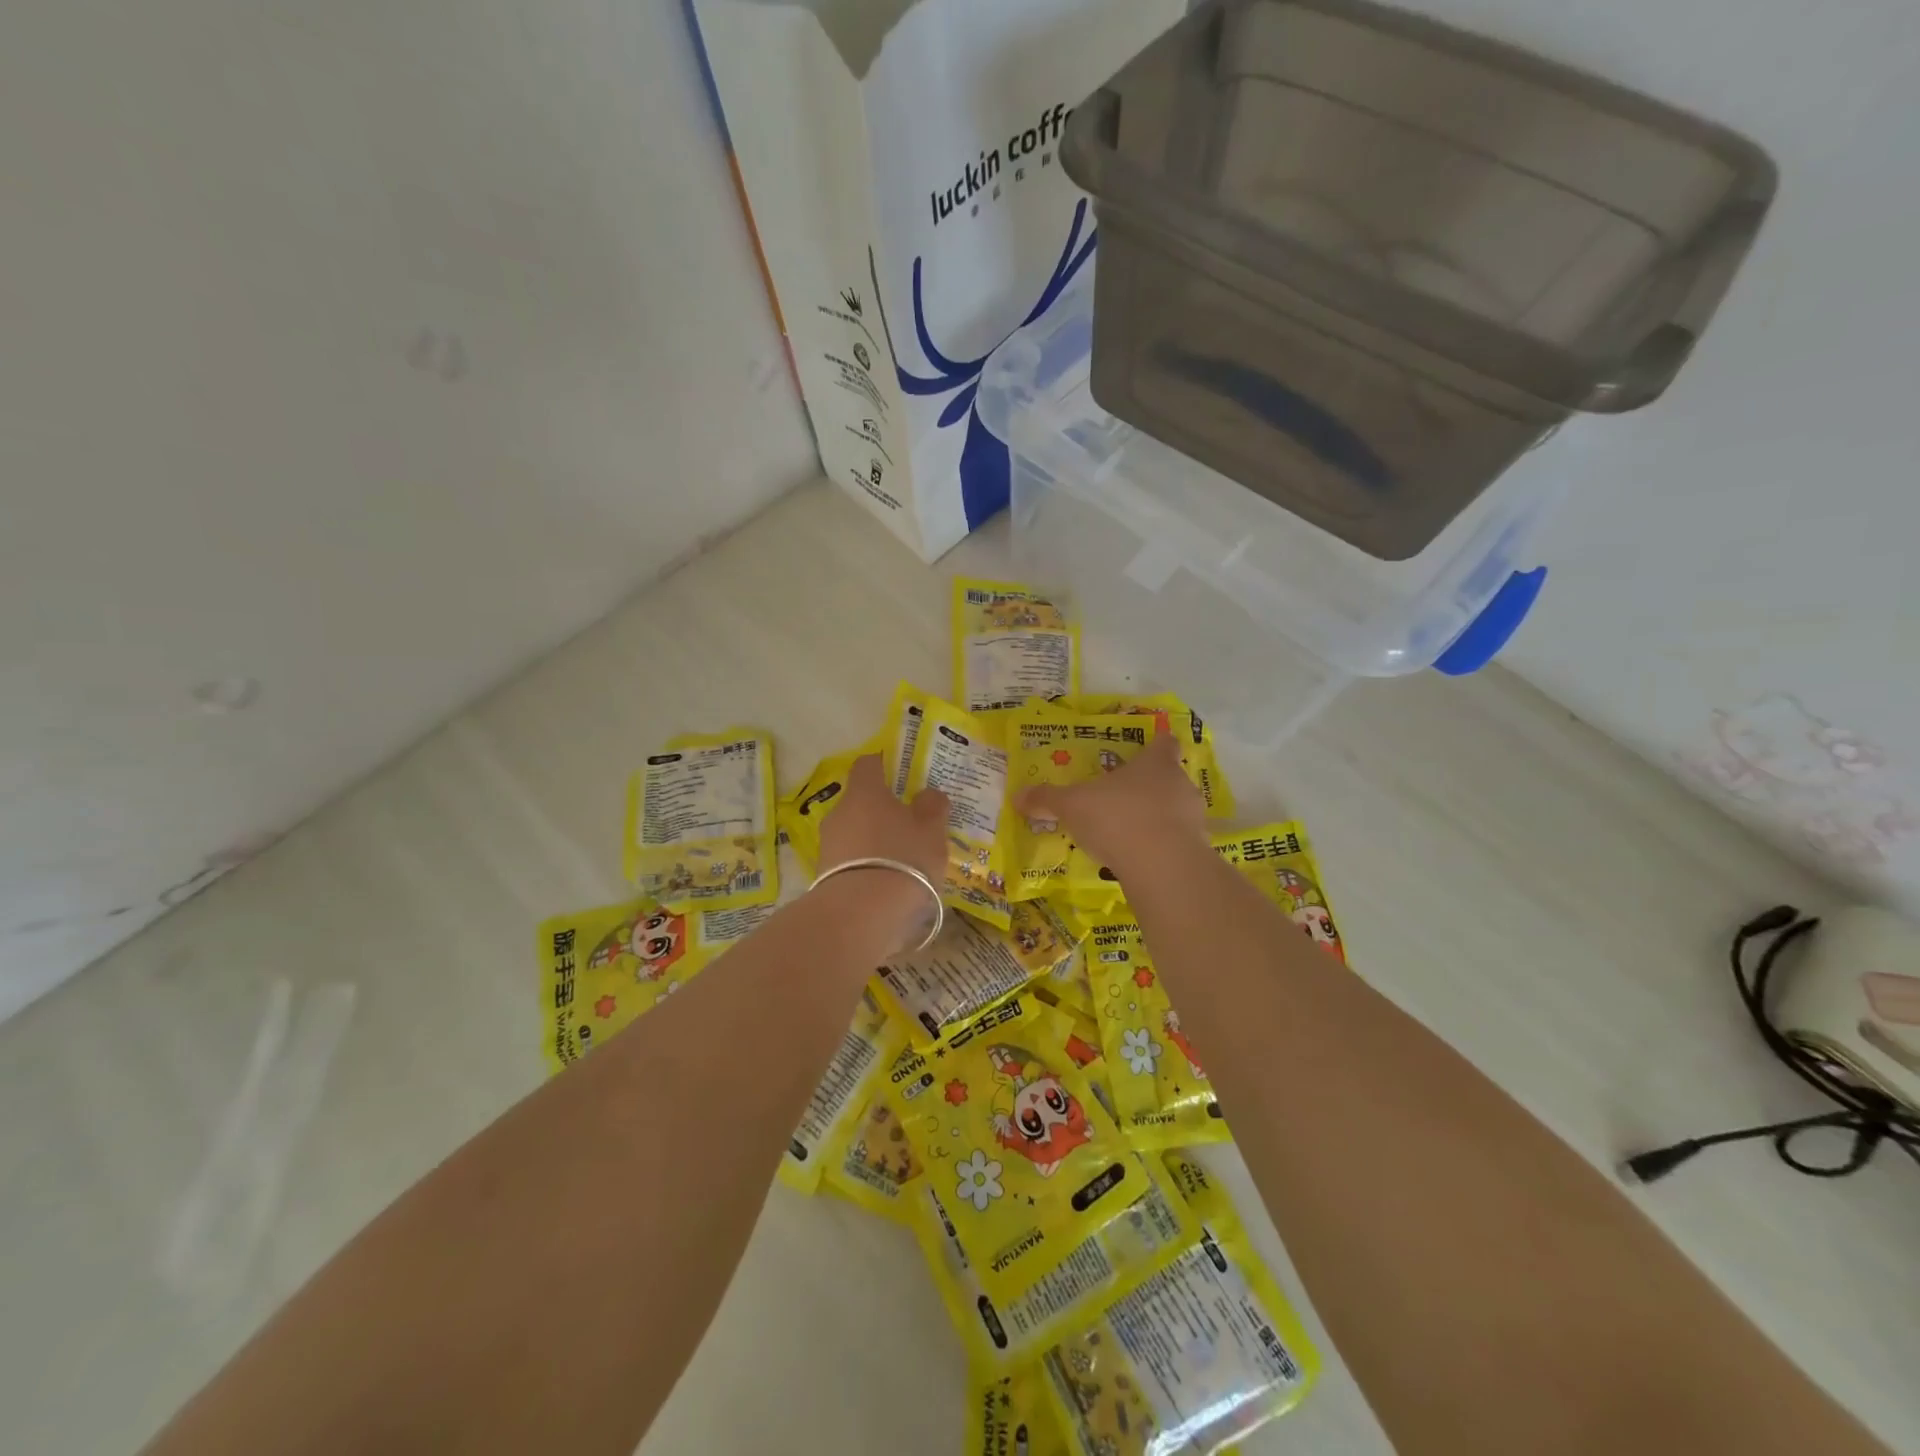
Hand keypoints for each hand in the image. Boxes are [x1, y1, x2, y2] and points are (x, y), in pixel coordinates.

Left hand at [816, 755, 949, 946]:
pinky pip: (849, 862)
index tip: (901, 773)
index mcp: (865, 792)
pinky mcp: (824, 876)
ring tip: (900, 861)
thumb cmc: (903, 859)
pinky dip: (865, 867)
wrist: (860, 915)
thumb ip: (932, 806)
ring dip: (873, 841)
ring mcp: (828, 845)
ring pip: (854, 833)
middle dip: (881, 810)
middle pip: (860, 802)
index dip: (884, 764)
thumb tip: (927, 794)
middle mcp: (840, 812)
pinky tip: (885, 884)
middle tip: (908, 824)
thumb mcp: (931, 830)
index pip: (868, 764)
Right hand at [1015, 732, 1206, 879]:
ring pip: (1175, 810)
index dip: (1155, 744)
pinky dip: (1161, 846)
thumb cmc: (1118, 818)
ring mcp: (1193, 818)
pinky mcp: (1196, 850)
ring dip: (1156, 818)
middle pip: (1169, 777)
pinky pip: (1177, 841)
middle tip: (1122, 796)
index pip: (1163, 743)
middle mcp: (1179, 784)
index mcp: (1155, 763)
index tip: (1146, 749)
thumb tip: (1018, 795)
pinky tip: (1139, 859)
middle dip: (1149, 786)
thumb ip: (1047, 799)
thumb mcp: (1072, 806)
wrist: (1162, 866)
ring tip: (1128, 832)